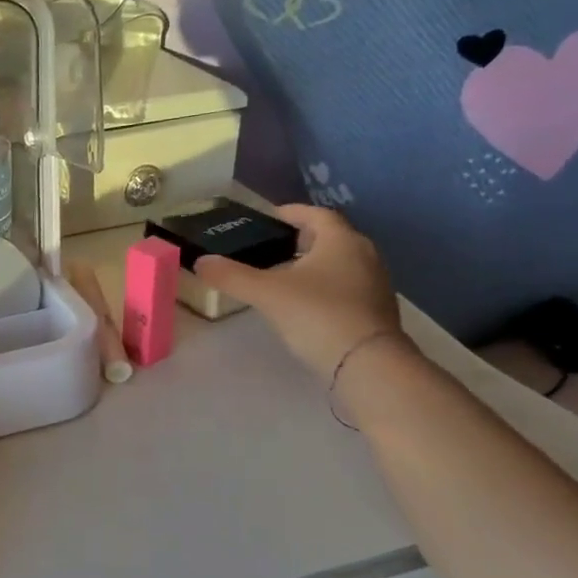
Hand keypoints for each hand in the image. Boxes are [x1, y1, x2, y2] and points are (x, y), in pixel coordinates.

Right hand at [193, 204, 403, 380]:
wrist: (368, 365)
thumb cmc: (317, 315)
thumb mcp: (266, 293)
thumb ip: (232, 276)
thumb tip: (200, 262)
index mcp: (341, 241)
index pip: (317, 214)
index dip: (292, 213)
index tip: (270, 218)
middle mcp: (364, 255)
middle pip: (331, 238)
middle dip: (302, 239)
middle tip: (273, 247)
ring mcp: (375, 284)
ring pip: (340, 263)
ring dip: (314, 264)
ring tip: (283, 276)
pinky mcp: (376, 311)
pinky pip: (346, 287)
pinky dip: (324, 287)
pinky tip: (304, 304)